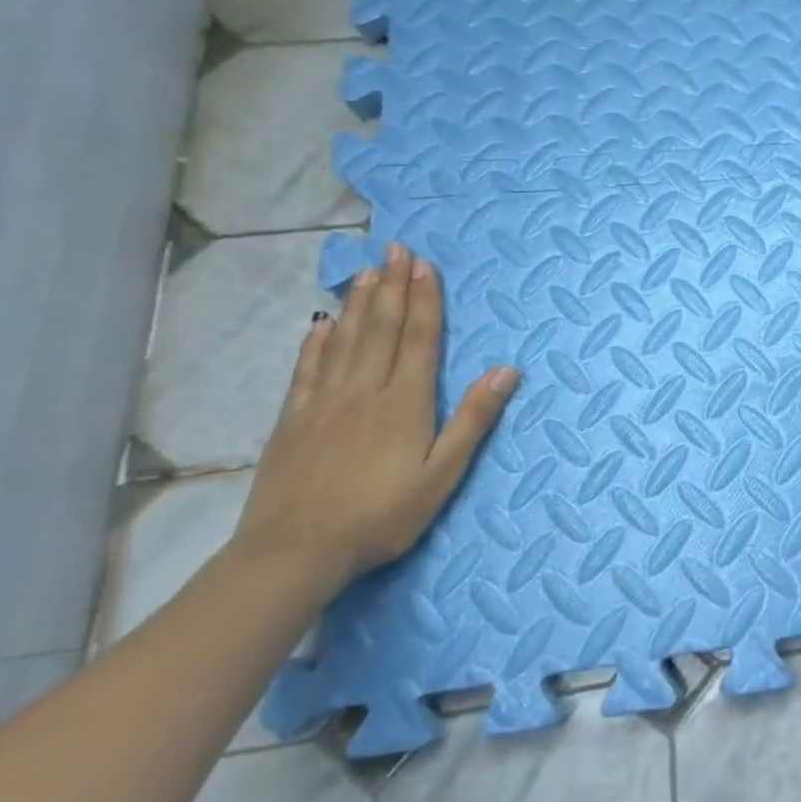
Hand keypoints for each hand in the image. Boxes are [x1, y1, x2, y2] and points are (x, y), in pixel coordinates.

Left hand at [231, 243, 519, 594]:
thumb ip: (473, 419)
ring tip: (366, 271)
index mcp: (404, 403)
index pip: (418, 339)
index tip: (425, 265)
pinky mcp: (293, 421)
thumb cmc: (383, 515)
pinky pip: (307, 371)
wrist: (295, 552)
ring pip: (344, 341)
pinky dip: (316, 343)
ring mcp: (323, 404)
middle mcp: (364, 392)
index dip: (424, 300)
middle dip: (392, 287)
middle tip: (395, 250)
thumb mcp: (443, 474)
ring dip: (358, 304)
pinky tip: (321, 324)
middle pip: (381, 329)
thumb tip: (507, 370)